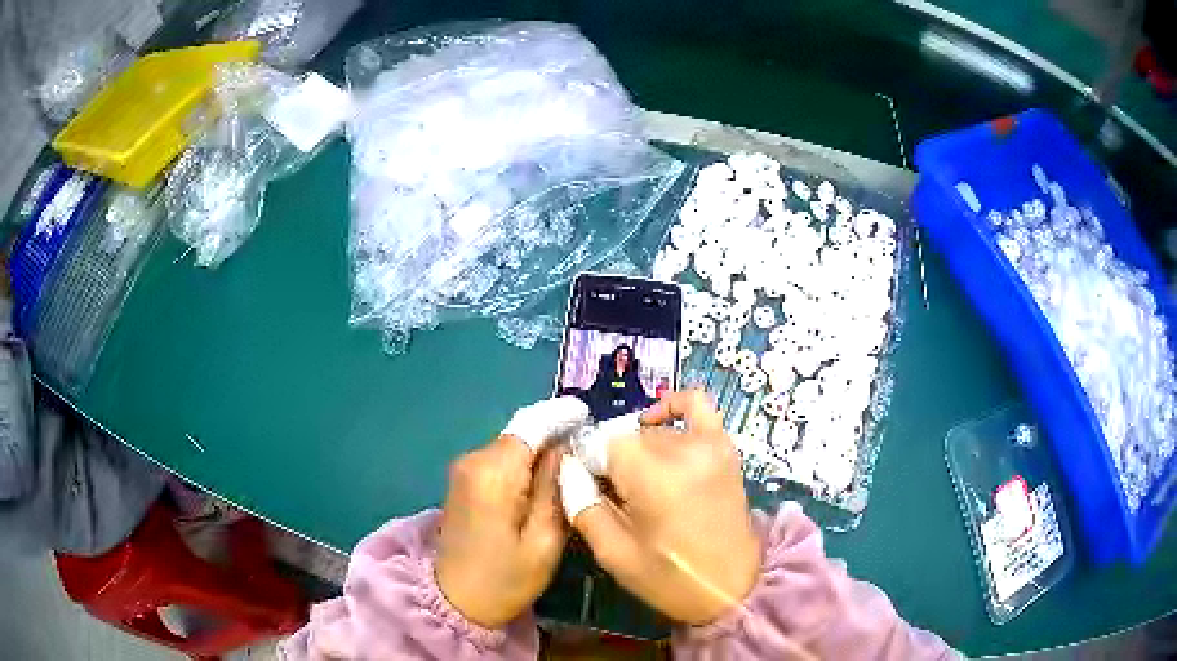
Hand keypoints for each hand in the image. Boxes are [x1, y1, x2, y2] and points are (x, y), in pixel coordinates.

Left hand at [435, 397, 587, 628]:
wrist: (455, 601)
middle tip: (590, 447)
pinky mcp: (463, 481)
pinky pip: (500, 460)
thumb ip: (555, 489)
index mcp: (493, 474)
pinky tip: (544, 478)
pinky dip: (524, 463)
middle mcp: (473, 461)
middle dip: (554, 434)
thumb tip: (566, 449)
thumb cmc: (505, 579)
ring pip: (512, 446)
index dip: (560, 416)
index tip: (589, 415)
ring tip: (574, 464)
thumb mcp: (544, 541)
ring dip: (540, 450)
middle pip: (521, 434)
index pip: (530, 426)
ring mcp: (464, 470)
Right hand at [568, 391, 760, 624]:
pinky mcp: (724, 447)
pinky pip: (696, 405)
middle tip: (613, 495)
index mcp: (652, 477)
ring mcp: (708, 444)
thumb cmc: (669, 578)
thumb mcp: (613, 553)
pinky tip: (655, 423)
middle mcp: (681, 450)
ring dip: (638, 450)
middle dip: (612, 461)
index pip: (602, 444)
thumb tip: (567, 468)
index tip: (589, 489)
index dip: (589, 464)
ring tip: (639, 482)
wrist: (731, 588)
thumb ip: (582, 505)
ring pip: (653, 431)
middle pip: (627, 436)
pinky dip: (672, 407)